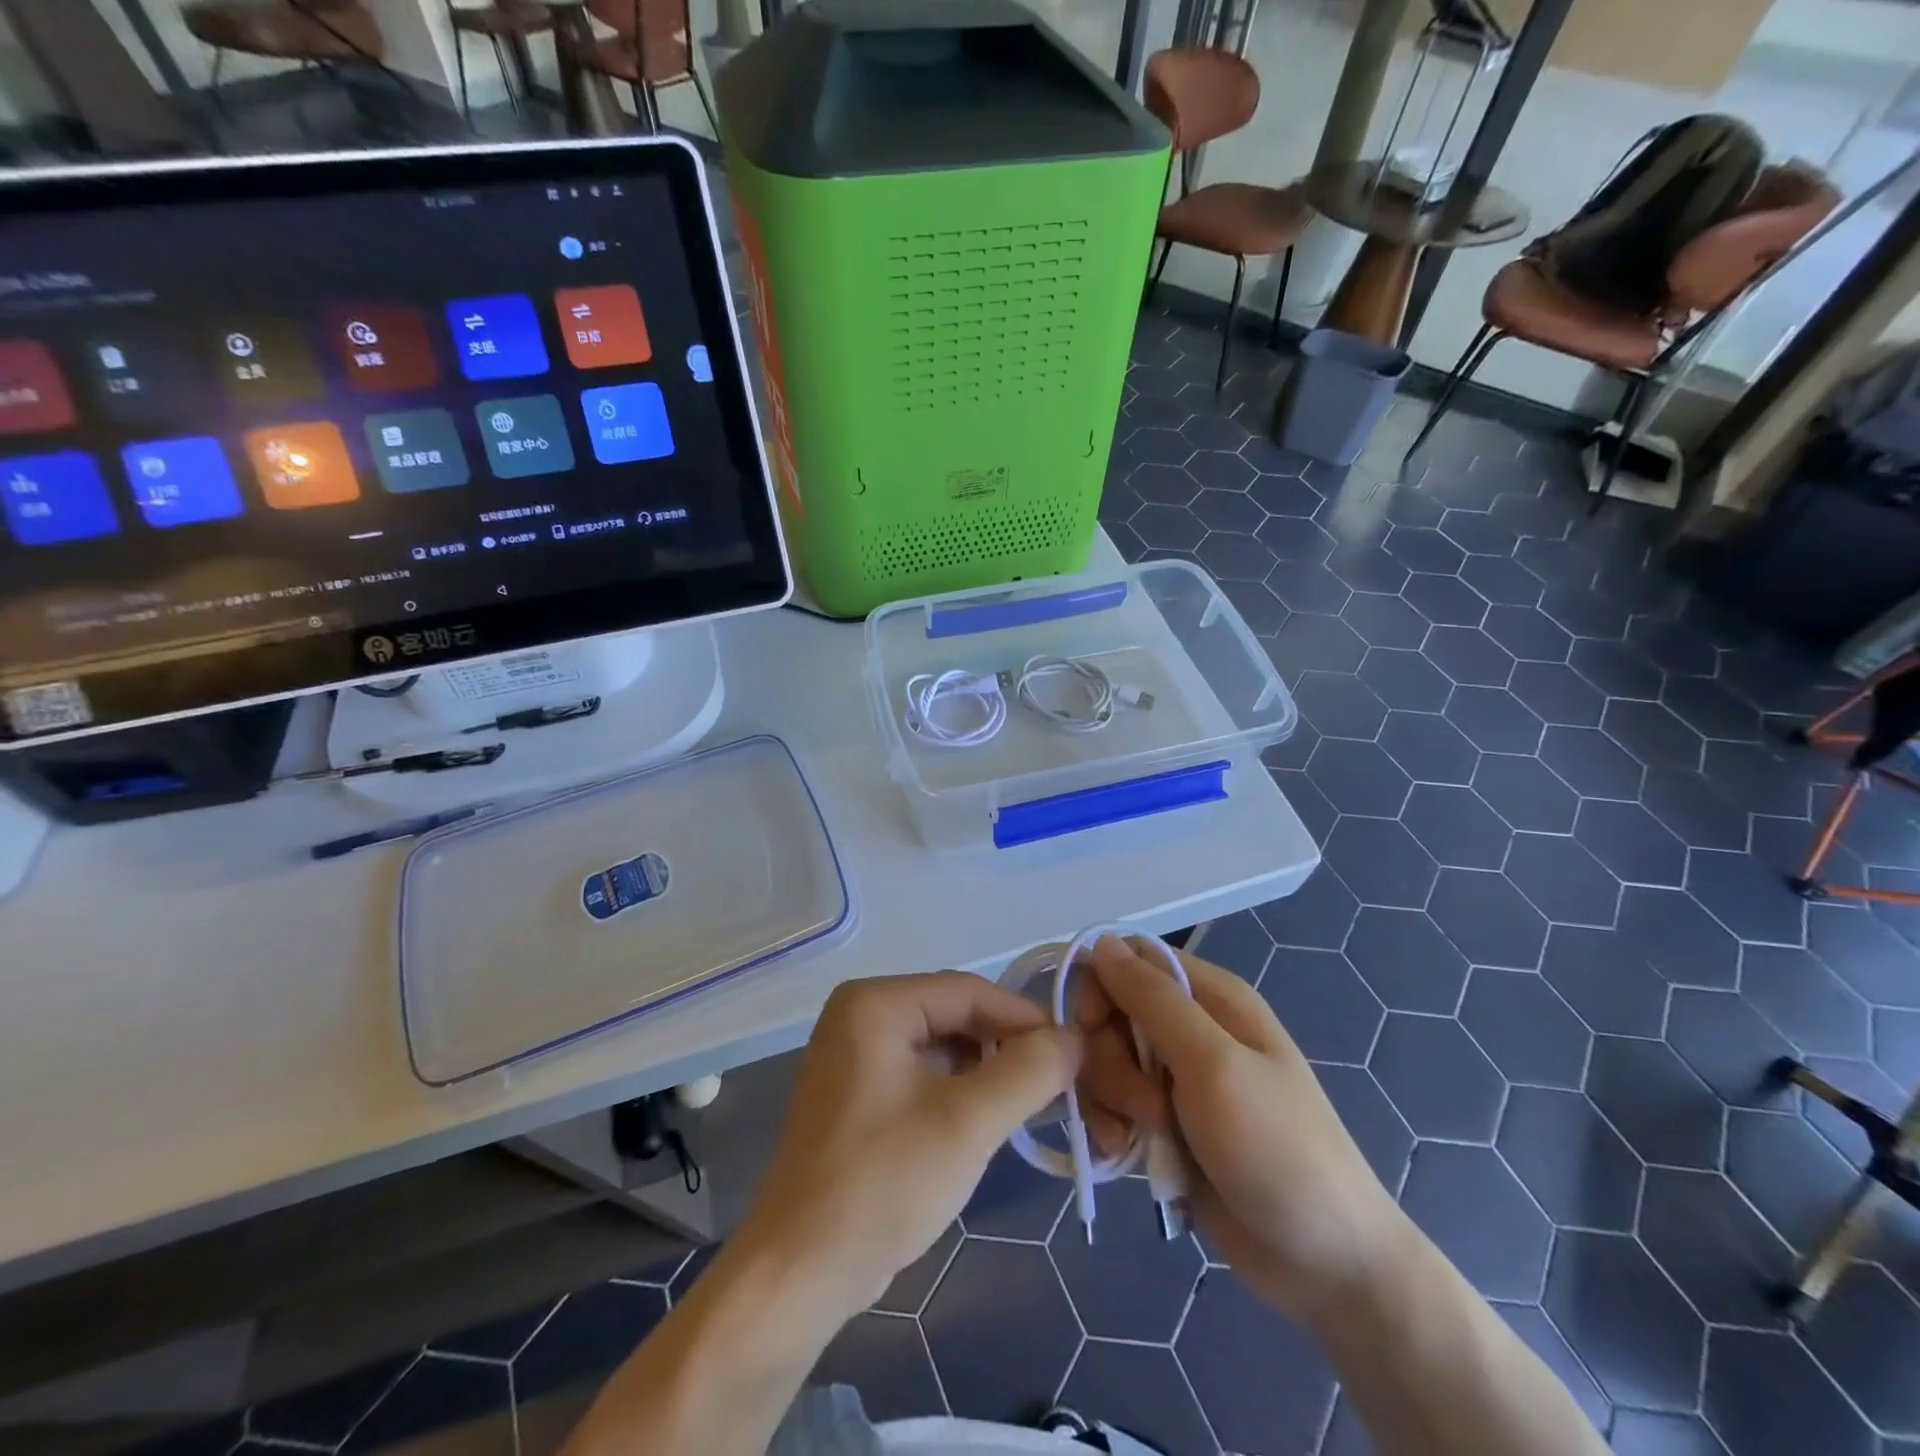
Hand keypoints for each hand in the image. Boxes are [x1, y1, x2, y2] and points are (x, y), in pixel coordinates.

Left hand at [735, 972, 1080, 1321]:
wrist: (800, 1271)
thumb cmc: (883, 1182)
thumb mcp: (967, 1122)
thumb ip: (1028, 1072)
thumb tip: (1073, 1038)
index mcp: (875, 1003)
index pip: (967, 991)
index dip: (1025, 1018)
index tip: (1073, 1050)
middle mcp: (859, 1015)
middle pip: (953, 1014)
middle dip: (1005, 1046)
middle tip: (1056, 1081)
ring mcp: (853, 1055)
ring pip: (940, 1045)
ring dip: (985, 1071)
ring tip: (1028, 1103)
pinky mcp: (856, 1093)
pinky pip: (920, 1073)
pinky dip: (957, 1090)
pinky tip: (984, 1120)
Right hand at [1076, 938, 1409, 1318]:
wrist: (1325, 1263)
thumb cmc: (1276, 1148)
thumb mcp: (1213, 1064)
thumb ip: (1154, 1000)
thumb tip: (1101, 942)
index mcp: (1211, 997)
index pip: (1130, 959)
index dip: (1100, 985)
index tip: (1089, 1027)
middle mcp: (1191, 1028)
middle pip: (1111, 1013)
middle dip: (1110, 1058)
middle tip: (1142, 1105)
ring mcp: (1176, 1078)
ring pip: (1106, 1060)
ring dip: (1110, 1097)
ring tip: (1143, 1137)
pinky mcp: (1164, 1122)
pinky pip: (1114, 1103)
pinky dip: (1111, 1125)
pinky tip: (1125, 1155)